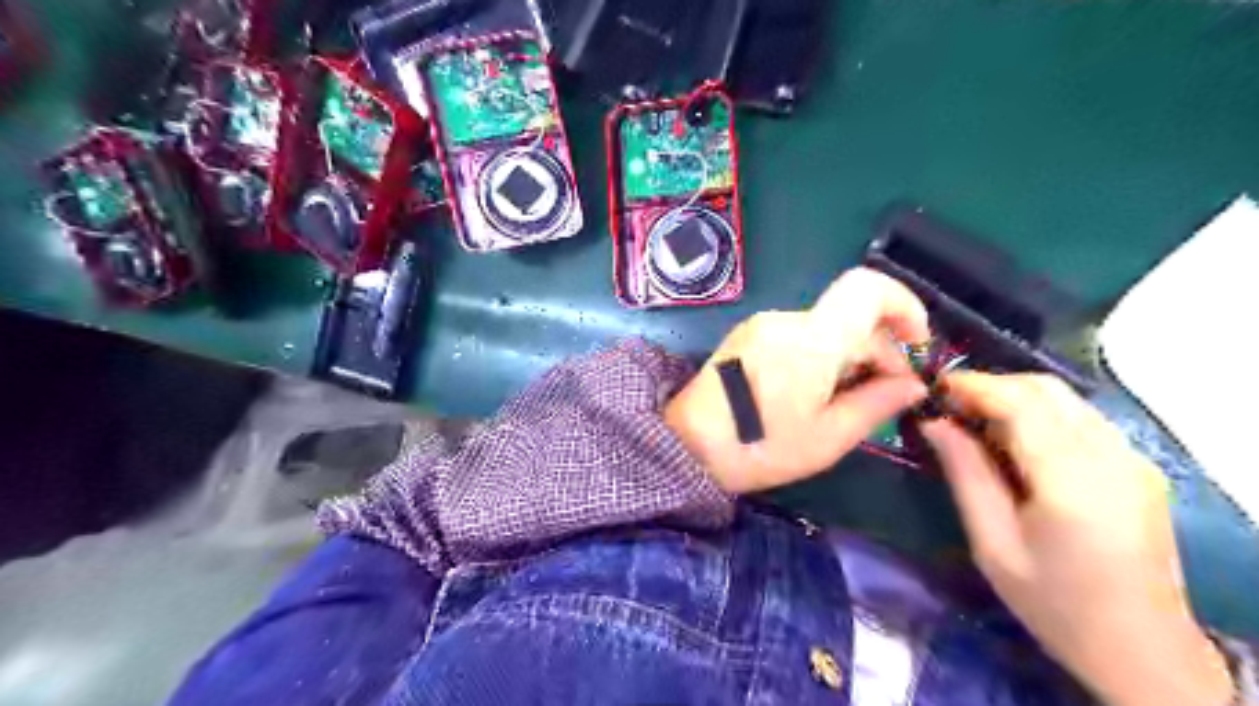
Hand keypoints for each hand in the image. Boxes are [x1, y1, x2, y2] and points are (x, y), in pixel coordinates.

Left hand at [662, 267, 925, 493]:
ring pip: (827, 328)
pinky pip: (800, 335)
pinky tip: (815, 394)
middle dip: (878, 351)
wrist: (687, 446)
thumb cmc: (759, 448)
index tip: (917, 342)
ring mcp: (763, 326)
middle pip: (850, 317)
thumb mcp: (828, 437)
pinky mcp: (749, 336)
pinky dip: (821, 357)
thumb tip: (911, 384)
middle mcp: (787, 320)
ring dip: (849, 357)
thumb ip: (876, 403)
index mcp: (811, 340)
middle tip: (886, 397)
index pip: (867, 288)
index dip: (904, 304)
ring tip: (847, 403)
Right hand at [922, 372, 1230, 702]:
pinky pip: (1081, 419)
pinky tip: (1015, 440)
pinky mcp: (1139, 467)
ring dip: (1015, 397)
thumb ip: (964, 474)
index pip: (1021, 403)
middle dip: (992, 385)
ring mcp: (1133, 460)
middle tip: (949, 406)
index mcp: (1072, 481)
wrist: (1140, 649)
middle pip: (1046, 390)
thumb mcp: (992, 543)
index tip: (934, 388)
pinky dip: (1040, 414)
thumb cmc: (1054, 602)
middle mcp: (1112, 458)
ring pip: (1066, 399)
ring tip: (974, 420)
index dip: (973, 386)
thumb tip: (934, 423)